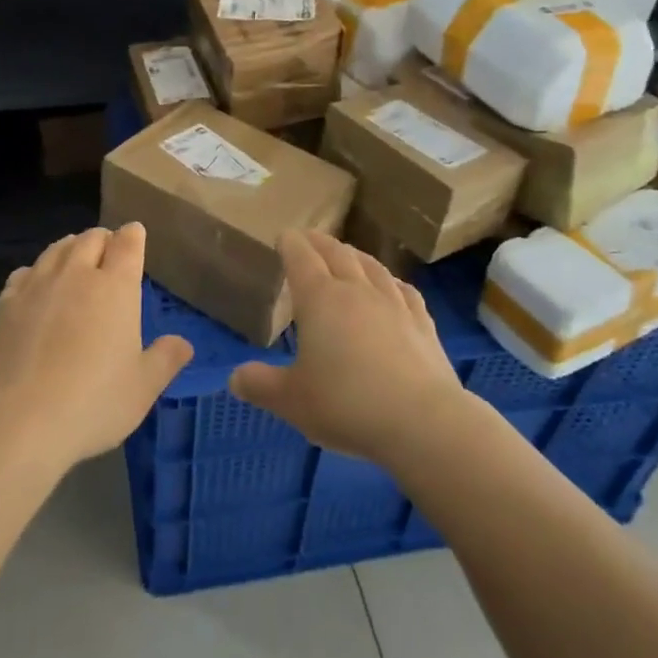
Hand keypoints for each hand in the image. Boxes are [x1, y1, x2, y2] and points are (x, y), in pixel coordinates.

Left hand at [0, 224, 192, 469]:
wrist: (18, 420)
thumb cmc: (93, 402)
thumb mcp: (142, 388)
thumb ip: (165, 359)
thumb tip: (184, 343)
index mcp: (115, 287)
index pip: (128, 243)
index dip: (133, 236)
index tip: (135, 235)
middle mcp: (76, 274)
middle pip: (90, 238)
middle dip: (103, 238)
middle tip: (108, 249)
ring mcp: (37, 286)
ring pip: (56, 249)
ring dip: (70, 248)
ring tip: (75, 258)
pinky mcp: (5, 303)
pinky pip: (25, 272)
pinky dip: (37, 271)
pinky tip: (36, 285)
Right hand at [230, 230, 465, 463]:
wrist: (422, 422)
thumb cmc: (346, 404)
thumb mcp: (291, 401)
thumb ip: (260, 385)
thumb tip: (235, 378)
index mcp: (319, 299)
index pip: (301, 257)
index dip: (290, 243)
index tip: (283, 236)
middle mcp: (356, 291)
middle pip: (336, 253)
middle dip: (319, 243)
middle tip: (309, 238)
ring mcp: (394, 304)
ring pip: (371, 266)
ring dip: (354, 255)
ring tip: (346, 254)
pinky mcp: (423, 323)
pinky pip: (404, 290)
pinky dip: (391, 282)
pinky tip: (392, 286)